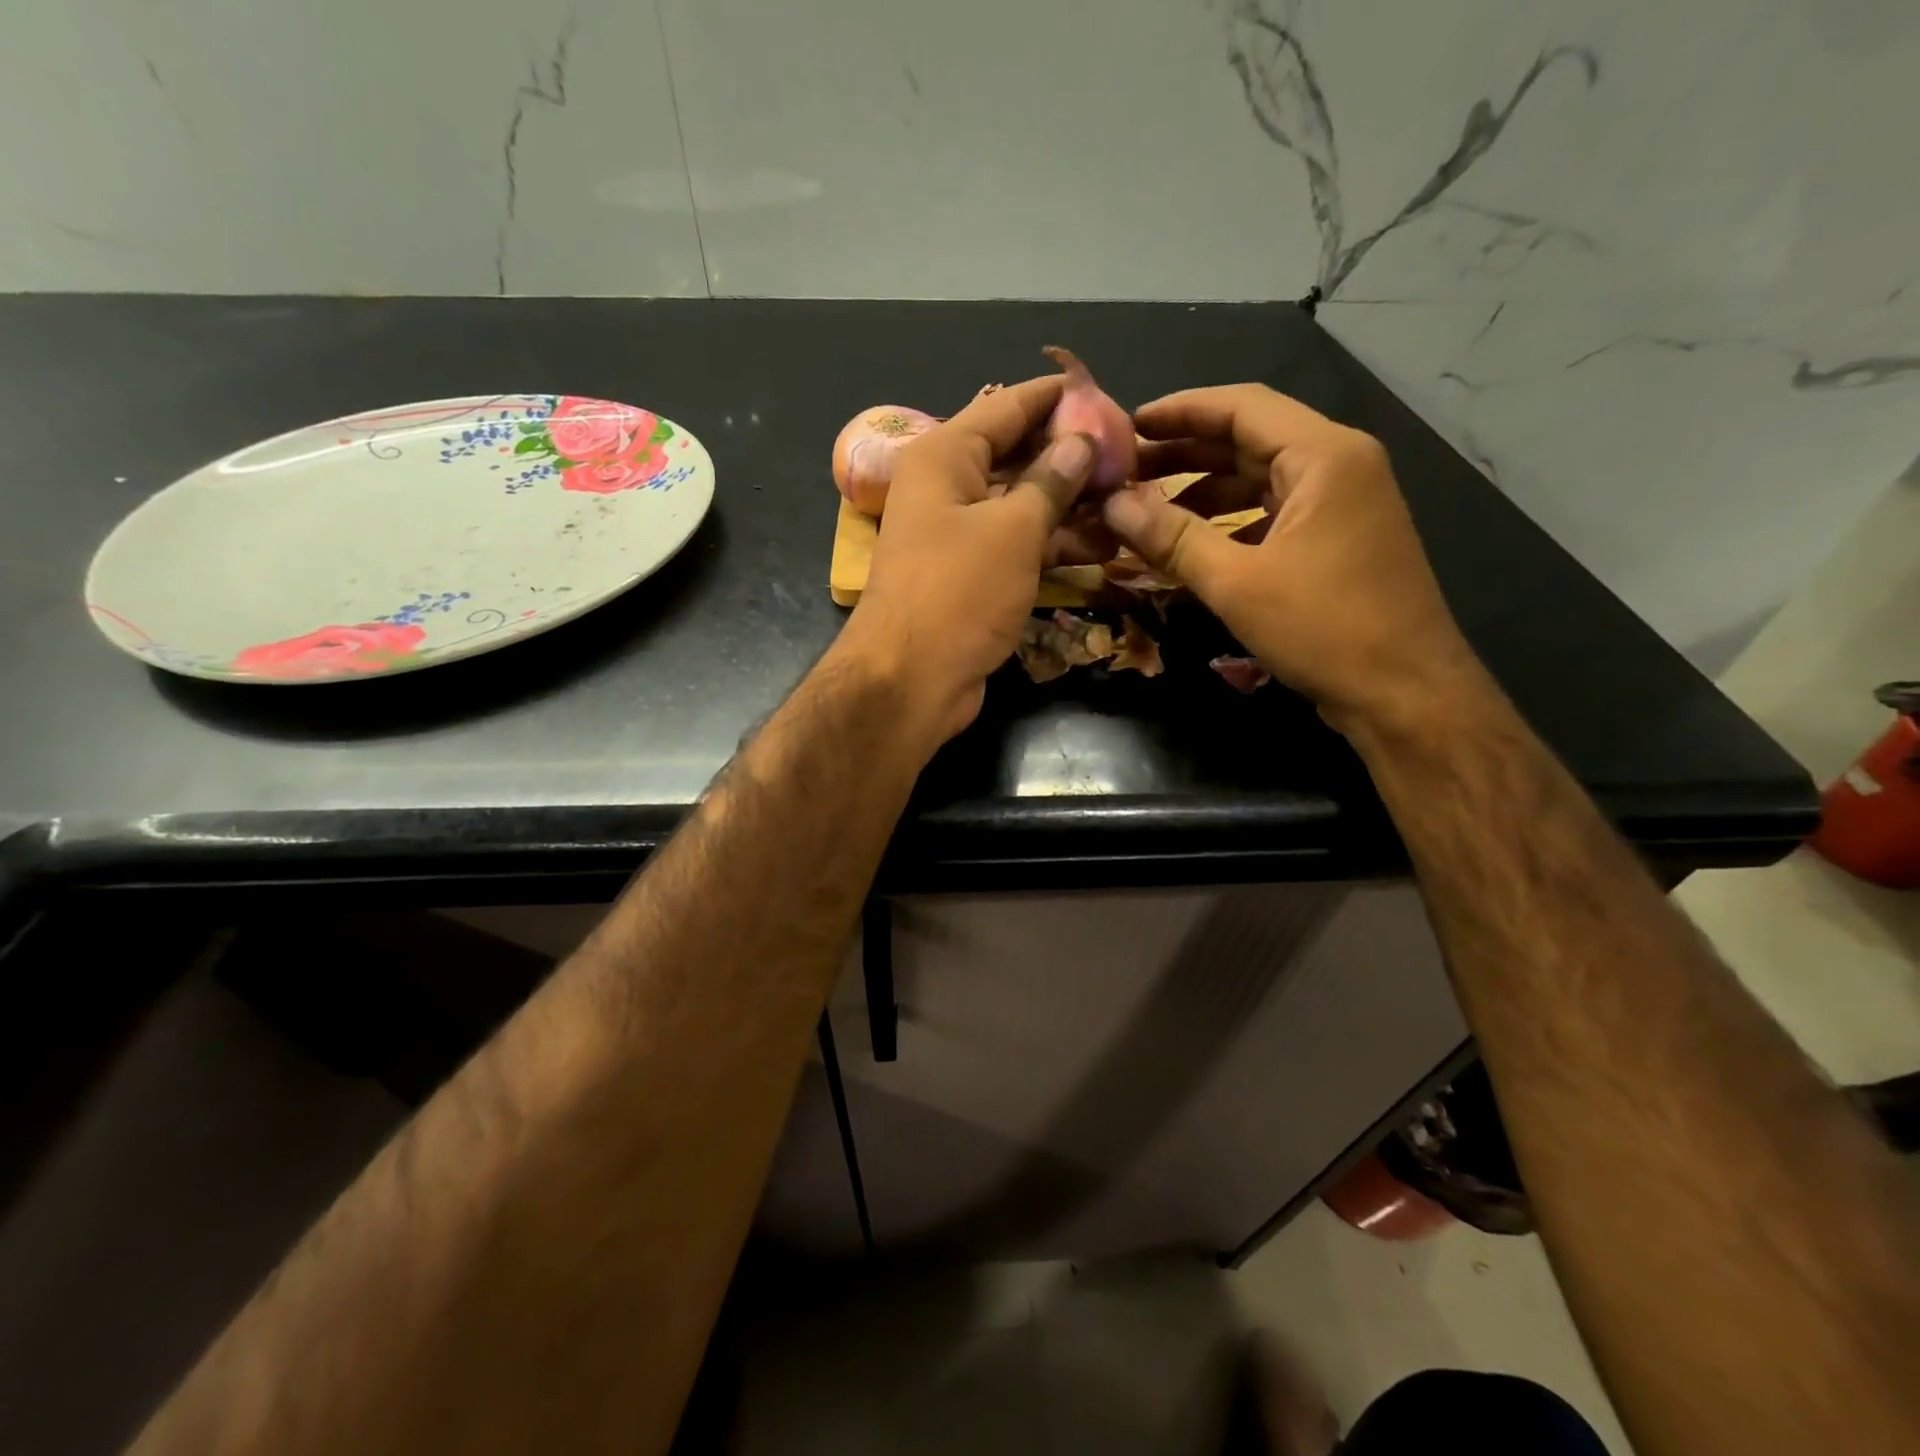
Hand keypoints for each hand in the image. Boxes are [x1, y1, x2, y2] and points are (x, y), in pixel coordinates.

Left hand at [839, 375, 1101, 744]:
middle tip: (1130, 453)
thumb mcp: (1013, 530)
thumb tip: (1082, 441)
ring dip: (1071, 503)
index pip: (1008, 406)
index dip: (1057, 398)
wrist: (911, 680)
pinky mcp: (972, 575)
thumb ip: (1051, 482)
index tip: (1108, 393)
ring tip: (1130, 496)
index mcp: (945, 456)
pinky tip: (1104, 542)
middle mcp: (948, 487)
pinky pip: (1018, 544)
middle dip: (1071, 454)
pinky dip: (1055, 542)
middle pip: (1017, 455)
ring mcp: (959, 534)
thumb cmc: (958, 592)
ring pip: (1022, 503)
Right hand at [1102, 384, 1484, 734]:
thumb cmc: (1324, 628)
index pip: (1242, 406)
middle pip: (1251, 438)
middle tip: (1126, 470)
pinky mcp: (1337, 539)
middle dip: (1186, 451)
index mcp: (1324, 456)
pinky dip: (1230, 520)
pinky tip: (1192, 541)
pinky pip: (1273, 512)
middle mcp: (1338, 465)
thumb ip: (1171, 537)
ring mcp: (1342, 503)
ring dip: (1204, 488)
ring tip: (1147, 507)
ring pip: (1261, 478)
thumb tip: (1112, 504)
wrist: (1404, 692)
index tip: (1127, 425)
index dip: (1180, 411)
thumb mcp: (1237, 582)